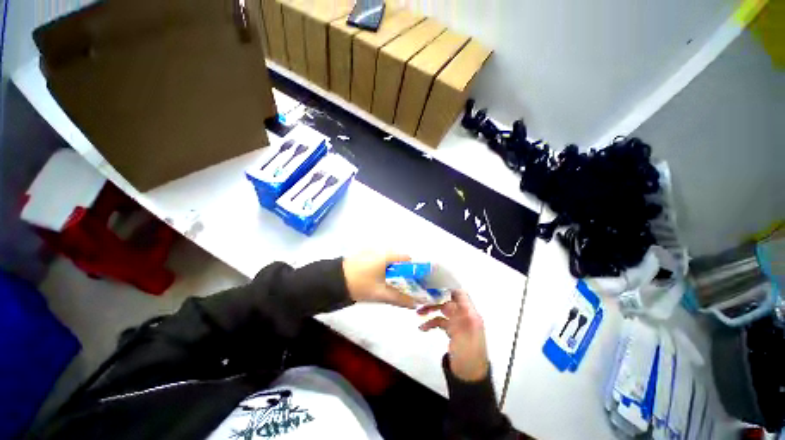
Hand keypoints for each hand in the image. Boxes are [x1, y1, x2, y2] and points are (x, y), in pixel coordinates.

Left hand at [342, 251, 416, 308]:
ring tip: (392, 284)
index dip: (414, 269)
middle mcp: (382, 249)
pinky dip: (385, 267)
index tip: (415, 281)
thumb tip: (415, 304)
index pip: (408, 258)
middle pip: (399, 259)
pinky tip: (380, 278)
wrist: (333, 280)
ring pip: (390, 259)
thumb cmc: (360, 284)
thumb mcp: (381, 293)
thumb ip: (399, 298)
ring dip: (394, 270)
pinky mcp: (365, 253)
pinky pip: (381, 259)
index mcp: (387, 255)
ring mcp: (373, 250)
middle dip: (404, 271)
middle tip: (404, 285)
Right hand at [418, 290, 489, 381]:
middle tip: (421, 298)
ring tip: (418, 313)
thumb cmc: (468, 355)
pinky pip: (441, 321)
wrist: (469, 377)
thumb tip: (446, 299)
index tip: (433, 283)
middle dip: (435, 298)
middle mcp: (465, 315)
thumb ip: (456, 315)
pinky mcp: (452, 331)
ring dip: (431, 309)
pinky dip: (432, 322)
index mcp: (471, 314)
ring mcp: (458, 323)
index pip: (460, 293)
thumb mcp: (463, 333)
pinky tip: (423, 328)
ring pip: (443, 309)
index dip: (448, 287)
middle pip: (449, 300)